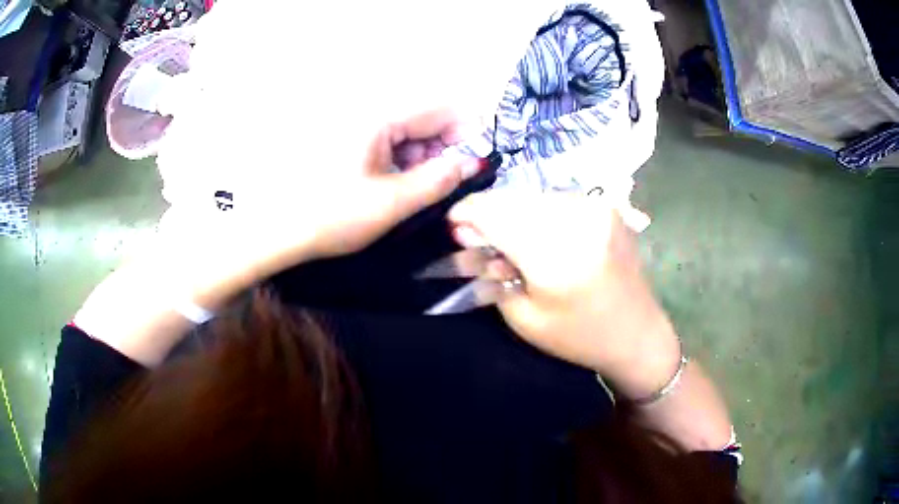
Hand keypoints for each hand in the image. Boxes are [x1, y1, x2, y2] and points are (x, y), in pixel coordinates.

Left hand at [161, 109, 482, 279]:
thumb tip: (471, 162)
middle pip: (426, 119)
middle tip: (450, 183)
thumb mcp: (392, 202)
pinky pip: (390, 144)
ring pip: (409, 133)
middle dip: (446, 148)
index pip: (442, 109)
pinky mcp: (351, 143)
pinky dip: (403, 162)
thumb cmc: (333, 216)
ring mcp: (358, 128)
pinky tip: (399, 186)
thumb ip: (438, 180)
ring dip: (424, 158)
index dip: (468, 131)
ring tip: (420, 191)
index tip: (477, 162)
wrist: (281, 231)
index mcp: (380, 118)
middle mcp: (370, 115)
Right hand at [448, 192, 681, 397]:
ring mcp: (595, 208)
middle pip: (511, 199)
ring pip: (532, 196)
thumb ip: (490, 273)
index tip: (453, 224)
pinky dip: (537, 213)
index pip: (494, 213)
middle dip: (488, 215)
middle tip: (480, 241)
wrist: (637, 333)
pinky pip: (555, 200)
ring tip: (512, 243)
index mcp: (555, 256)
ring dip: (513, 214)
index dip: (466, 213)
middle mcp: (577, 220)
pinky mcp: (605, 207)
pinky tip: (539, 236)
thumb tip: (467, 235)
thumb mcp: (523, 318)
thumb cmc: (578, 336)